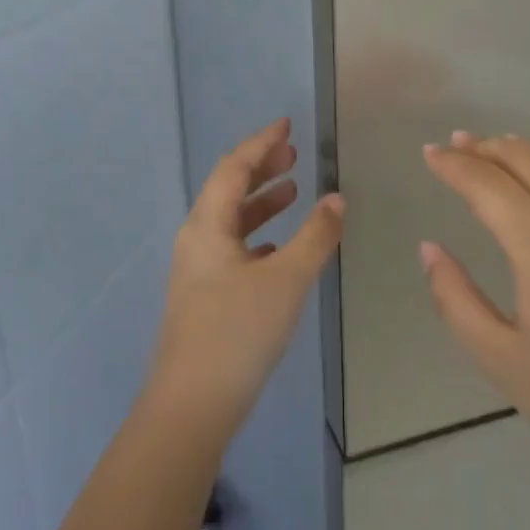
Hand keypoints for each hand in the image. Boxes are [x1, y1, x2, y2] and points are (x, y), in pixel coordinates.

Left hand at [147, 119, 344, 438]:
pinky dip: (258, 235)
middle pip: (228, 189)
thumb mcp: (286, 279)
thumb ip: (315, 236)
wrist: (192, 404)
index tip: (287, 125)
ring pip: (231, 220)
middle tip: (294, 154)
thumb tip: (336, 198)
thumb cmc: (238, 331)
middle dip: (261, 168)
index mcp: (207, 225)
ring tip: (293, 191)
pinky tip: (278, 246)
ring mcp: (197, 269)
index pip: (234, 167)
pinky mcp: (204, 294)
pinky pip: (233, 248)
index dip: (261, 142)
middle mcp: (196, 239)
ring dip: (261, 202)